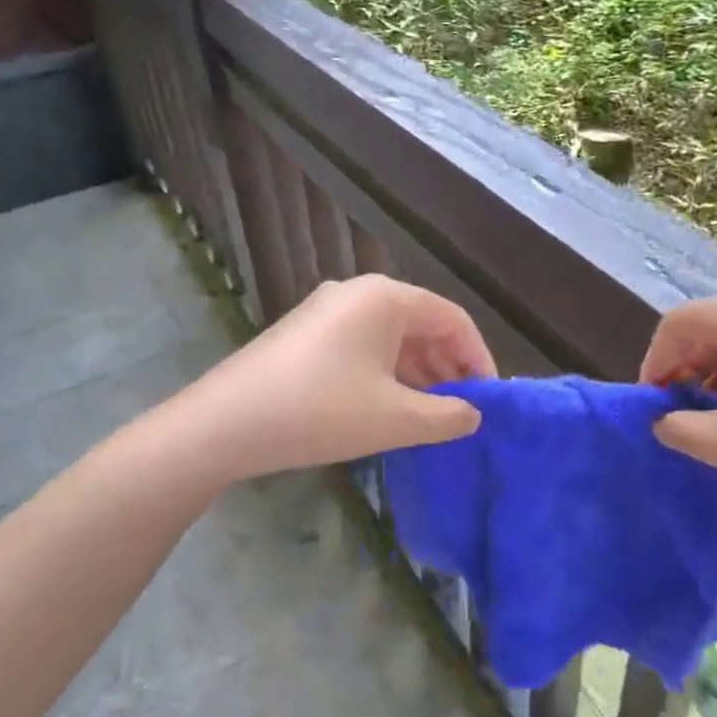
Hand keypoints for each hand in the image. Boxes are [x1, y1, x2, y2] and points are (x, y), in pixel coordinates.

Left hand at [174, 275, 495, 481]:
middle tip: (463, 412)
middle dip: (447, 367)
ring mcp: (326, 311)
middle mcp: (357, 293)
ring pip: (390, 338)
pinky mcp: (305, 334)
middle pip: (421, 324)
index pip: (452, 318)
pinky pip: (361, 347)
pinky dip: (385, 374)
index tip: (490, 399)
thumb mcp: (395, 418)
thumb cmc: (321, 411)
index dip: (479, 357)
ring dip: (417, 374)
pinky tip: (389, 408)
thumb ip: (446, 416)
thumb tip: (472, 414)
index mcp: (385, 297)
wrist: (226, 423)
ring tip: (431, 416)